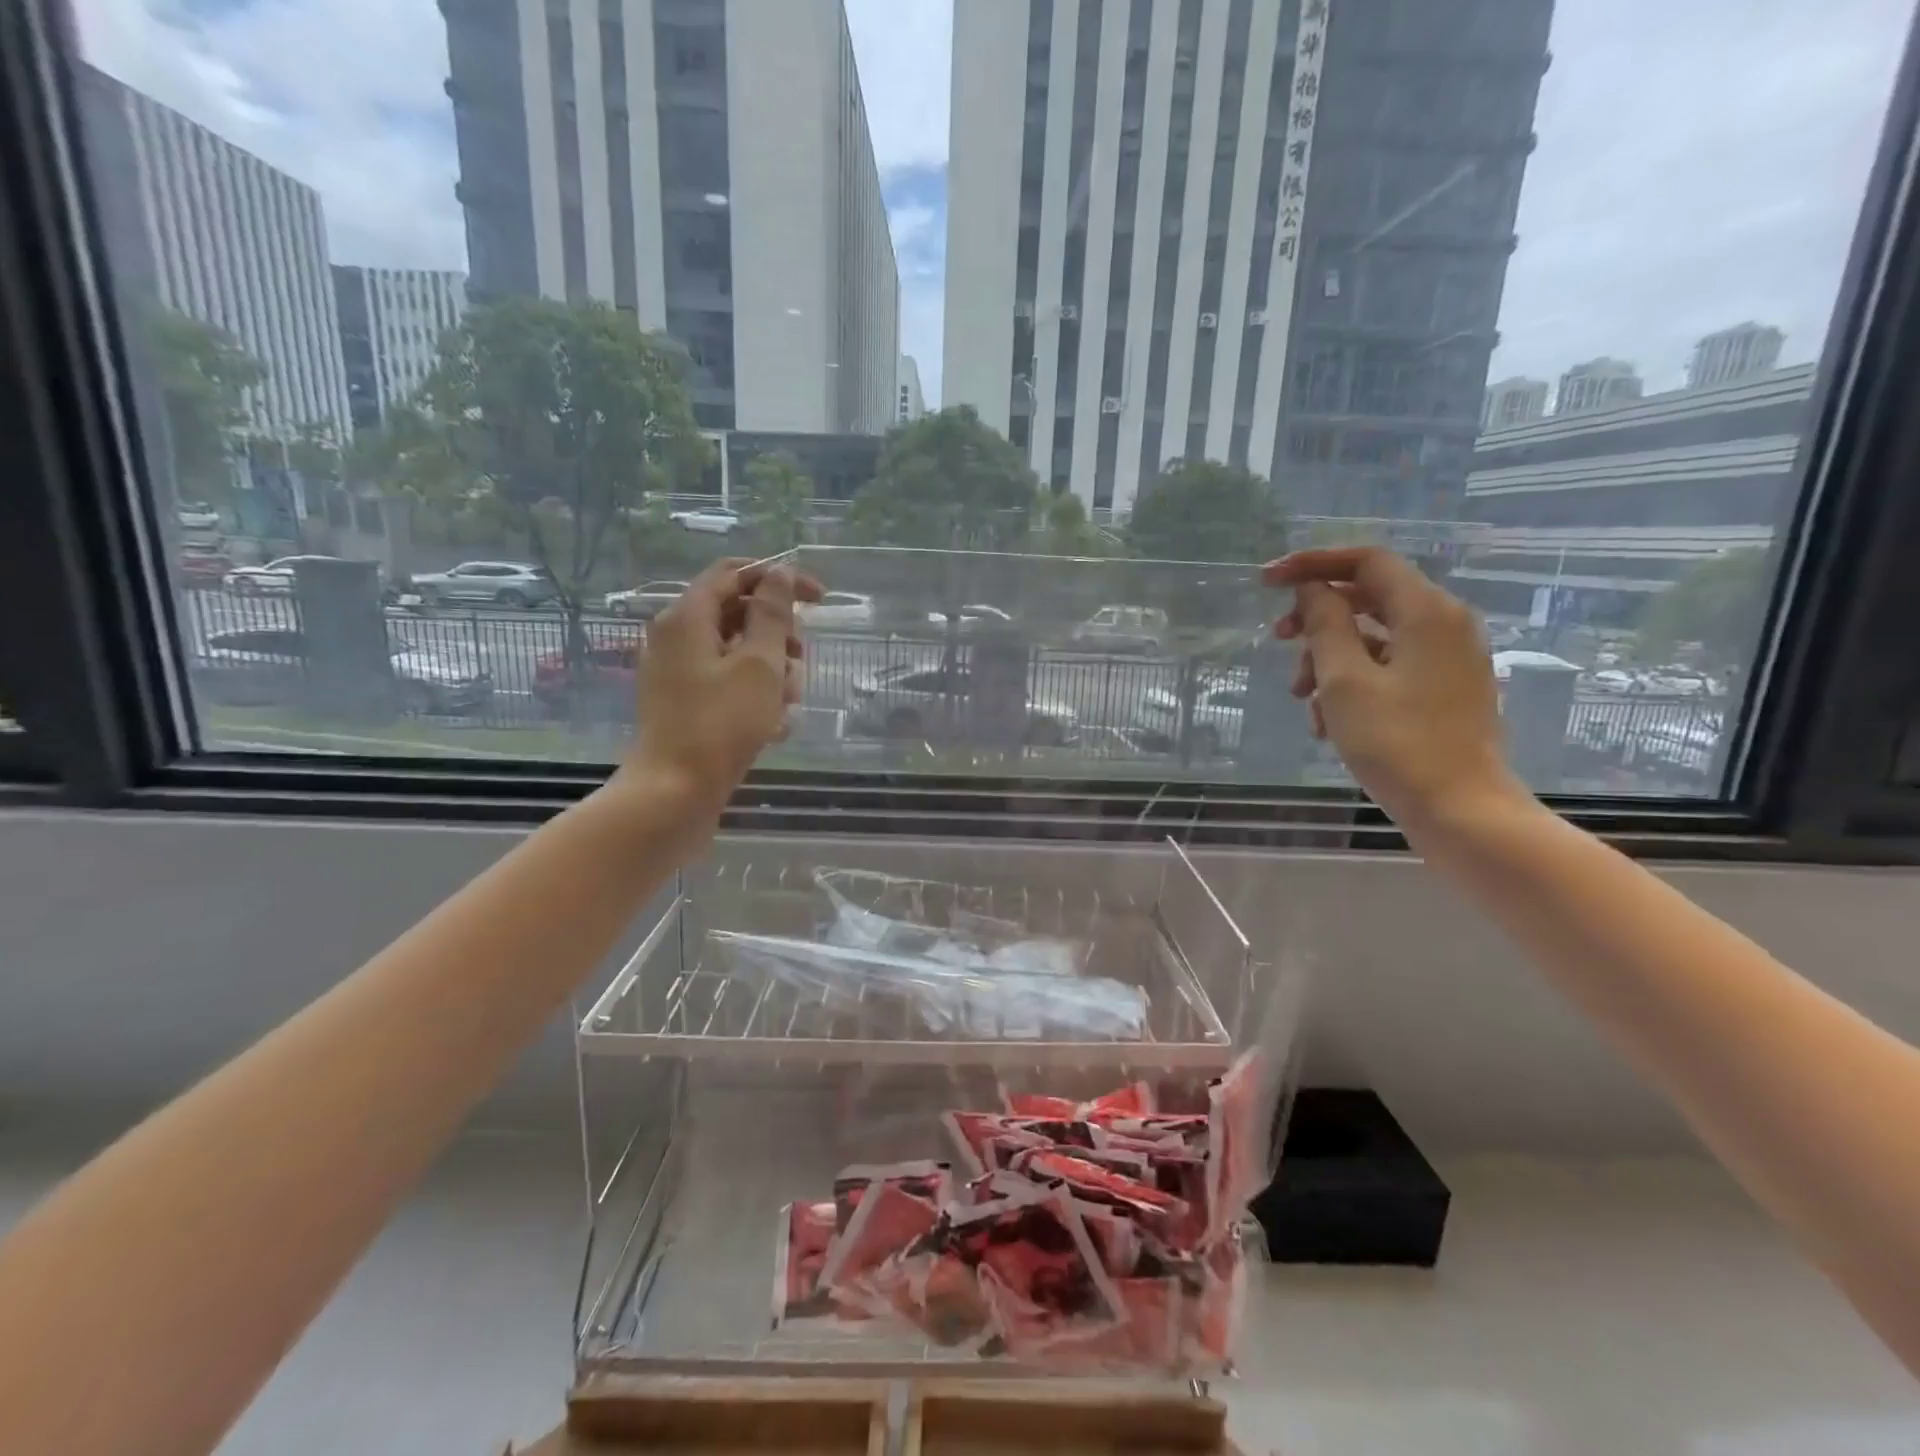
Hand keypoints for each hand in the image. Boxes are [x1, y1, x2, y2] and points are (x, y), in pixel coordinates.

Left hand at [622, 558, 822, 816]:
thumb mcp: (759, 664)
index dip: (779, 578)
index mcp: (687, 617)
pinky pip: (728, 684)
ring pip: (737, 652)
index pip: (734, 573)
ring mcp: (679, 674)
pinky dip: (755, 695)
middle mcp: (677, 638)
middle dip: (778, 633)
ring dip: (772, 669)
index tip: (819, 599)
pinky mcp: (686, 705)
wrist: (674, 794)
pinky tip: (776, 726)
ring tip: (790, 702)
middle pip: (737, 613)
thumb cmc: (720, 725)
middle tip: (801, 660)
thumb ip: (772, 614)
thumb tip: (780, 573)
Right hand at [1263, 547, 1527, 828]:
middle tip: (1278, 640)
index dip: (1312, 563)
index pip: (1366, 561)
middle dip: (1317, 617)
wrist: (1460, 810)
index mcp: (1427, 612)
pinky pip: (1389, 667)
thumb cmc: (1397, 743)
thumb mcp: (1345, 681)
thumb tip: (1312, 589)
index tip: (1268, 582)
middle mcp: (1445, 624)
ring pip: (1374, 637)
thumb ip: (1325, 625)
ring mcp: (1448, 658)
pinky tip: (1327, 721)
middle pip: (1368, 598)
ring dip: (1328, 657)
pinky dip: (1352, 681)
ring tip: (1301, 698)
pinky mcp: (1444, 689)